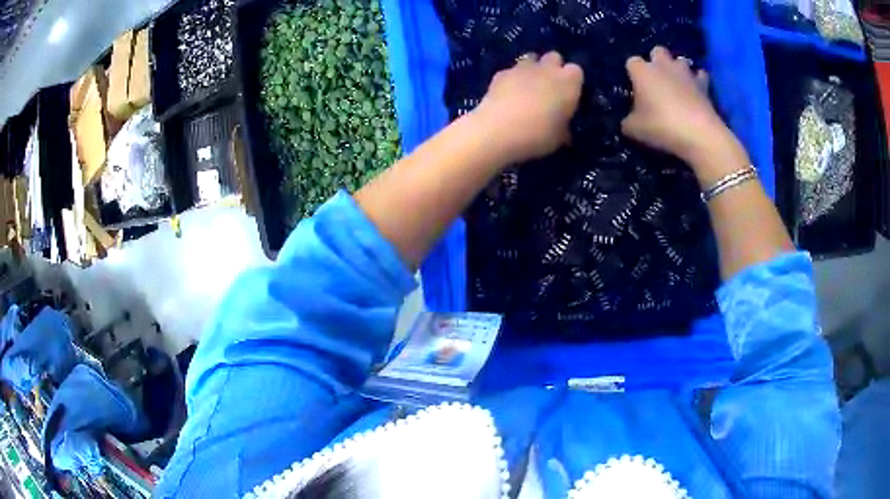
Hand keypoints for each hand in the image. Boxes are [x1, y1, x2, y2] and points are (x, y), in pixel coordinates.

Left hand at [474, 51, 583, 162]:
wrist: (498, 131)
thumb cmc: (538, 135)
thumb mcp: (559, 138)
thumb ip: (563, 126)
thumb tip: (563, 129)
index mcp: (569, 82)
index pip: (576, 71)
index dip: (572, 82)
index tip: (569, 94)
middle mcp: (547, 68)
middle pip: (554, 57)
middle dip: (553, 68)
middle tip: (549, 87)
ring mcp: (522, 67)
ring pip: (531, 58)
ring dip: (532, 69)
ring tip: (528, 87)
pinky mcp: (501, 73)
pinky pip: (511, 70)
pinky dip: (511, 79)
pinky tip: (507, 94)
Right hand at [622, 47, 736, 166]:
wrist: (699, 135)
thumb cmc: (662, 127)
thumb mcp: (634, 129)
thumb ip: (628, 121)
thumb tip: (628, 120)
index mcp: (642, 71)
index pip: (631, 62)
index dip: (633, 73)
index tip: (635, 87)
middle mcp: (663, 65)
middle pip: (657, 51)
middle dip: (657, 61)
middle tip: (657, 81)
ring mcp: (686, 73)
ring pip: (681, 60)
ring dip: (679, 69)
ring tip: (678, 84)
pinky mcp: (705, 85)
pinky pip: (701, 76)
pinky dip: (699, 81)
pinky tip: (697, 91)